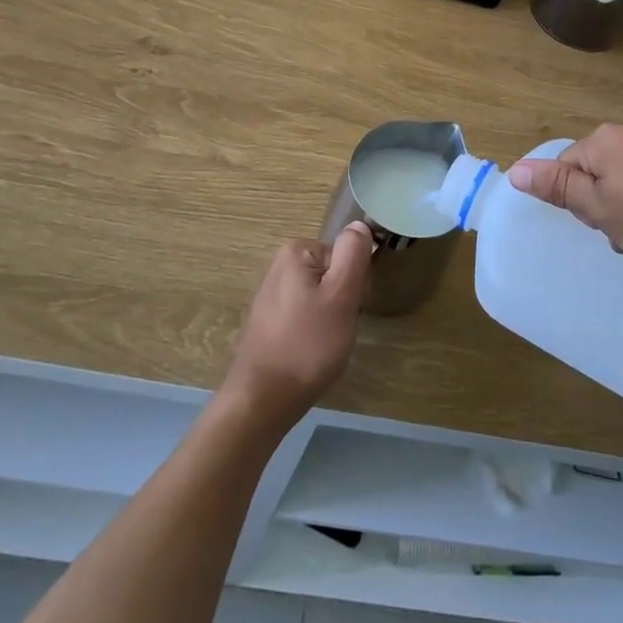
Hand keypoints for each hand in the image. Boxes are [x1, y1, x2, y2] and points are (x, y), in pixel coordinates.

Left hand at [222, 225, 371, 430]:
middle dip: (343, 300)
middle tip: (338, 328)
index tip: (350, 309)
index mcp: (296, 251)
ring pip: (321, 296)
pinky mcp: (269, 320)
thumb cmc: (307, 344)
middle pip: (333, 273)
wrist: (263, 399)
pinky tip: (310, 352)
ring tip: (324, 344)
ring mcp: (272, 294)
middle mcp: (280, 265)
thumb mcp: (341, 296)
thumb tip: (359, 224)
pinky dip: (314, 331)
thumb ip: (353, 255)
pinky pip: (305, 314)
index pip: (346, 255)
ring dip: (331, 318)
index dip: (355, 283)